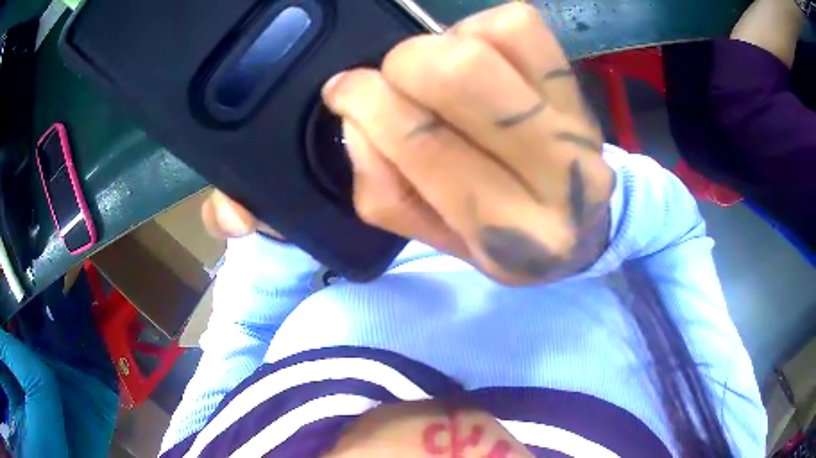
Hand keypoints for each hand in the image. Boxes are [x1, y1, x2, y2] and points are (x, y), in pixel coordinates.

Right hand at [203, 3, 613, 285]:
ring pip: (485, 42)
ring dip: (442, 46)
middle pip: (457, 74)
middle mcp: (558, 176)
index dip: (370, 105)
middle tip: (399, 82)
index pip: (426, 147)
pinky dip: (482, 28)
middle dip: (404, 68)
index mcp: (511, 230)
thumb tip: (358, 119)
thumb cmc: (508, 239)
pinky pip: (519, 22)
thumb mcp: (440, 240)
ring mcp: (575, 123)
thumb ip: (386, 192)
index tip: (344, 91)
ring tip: (446, 77)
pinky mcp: (578, 85)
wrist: (584, 229)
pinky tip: (483, 58)